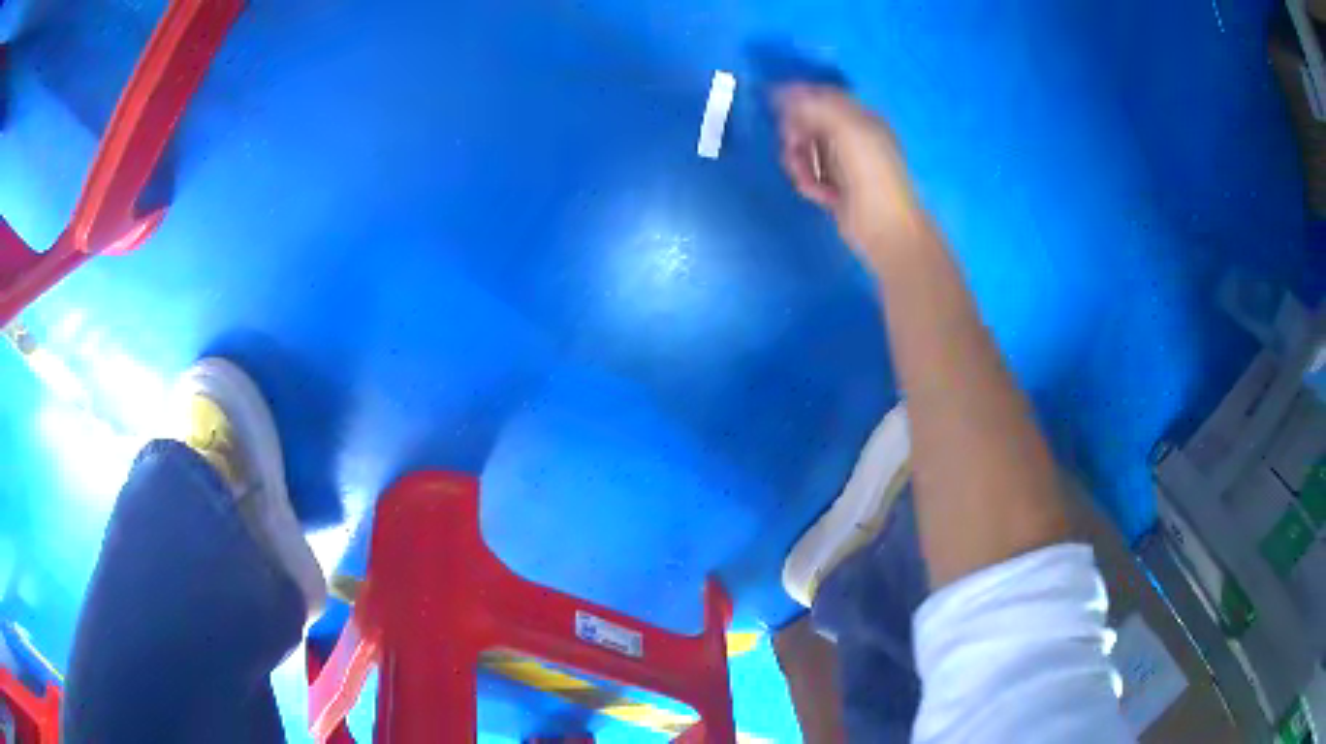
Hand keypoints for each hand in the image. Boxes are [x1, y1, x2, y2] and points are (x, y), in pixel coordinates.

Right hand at [776, 85, 926, 271]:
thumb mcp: (845, 130)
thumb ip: (816, 107)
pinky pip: (811, 175)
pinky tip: (817, 194)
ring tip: (806, 177)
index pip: (825, 97)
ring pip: (807, 150)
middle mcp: (854, 138)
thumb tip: (786, 93)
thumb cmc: (870, 174)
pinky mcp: (836, 188)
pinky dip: (808, 181)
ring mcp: (845, 164)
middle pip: (811, 123)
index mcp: (862, 119)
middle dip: (796, 133)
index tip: (775, 105)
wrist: (884, 228)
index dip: (799, 98)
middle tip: (792, 145)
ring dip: (799, 161)